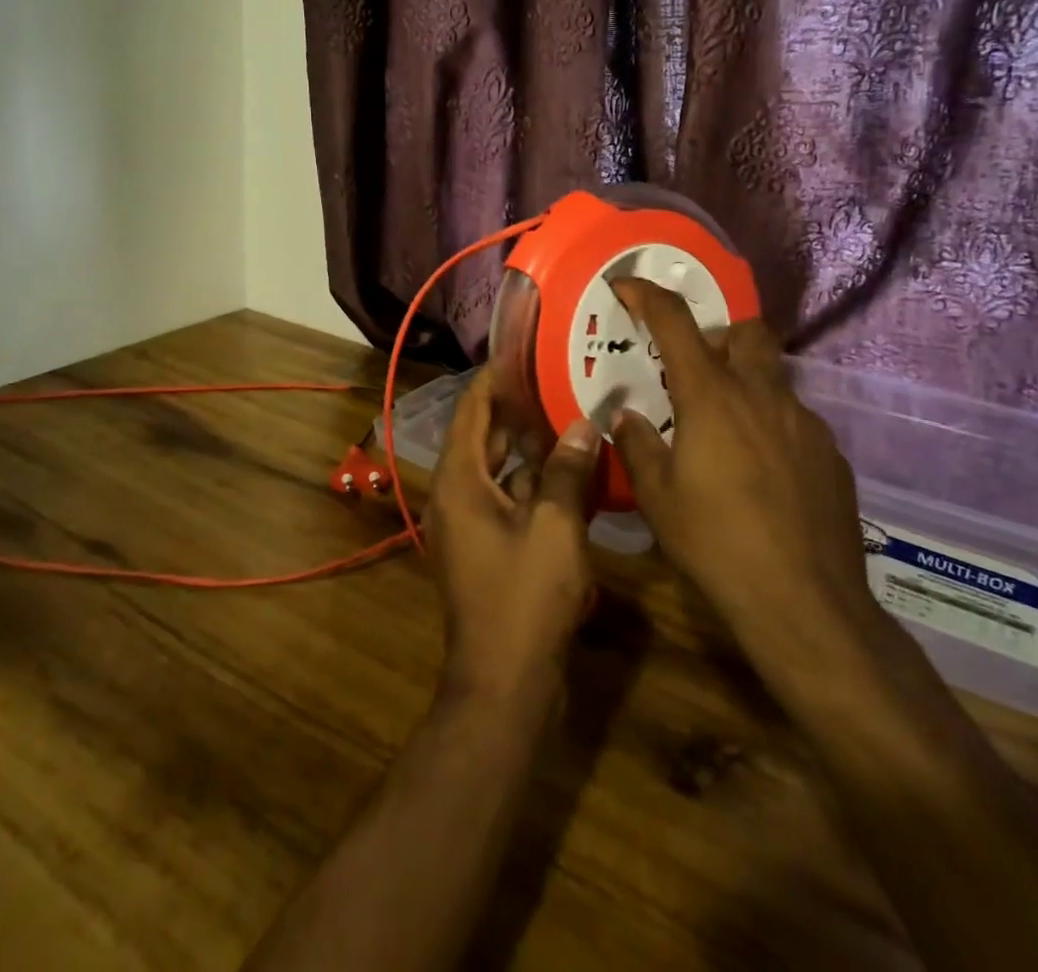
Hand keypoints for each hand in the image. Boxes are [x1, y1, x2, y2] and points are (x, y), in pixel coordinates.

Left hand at [426, 365, 600, 706]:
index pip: (470, 412)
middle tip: (556, 380)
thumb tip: (582, 425)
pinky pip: (506, 500)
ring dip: (528, 448)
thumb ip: (567, 471)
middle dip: (516, 411)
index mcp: (459, 481)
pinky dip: (531, 484)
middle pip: (483, 438)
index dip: (493, 380)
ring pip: (497, 470)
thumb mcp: (556, 528)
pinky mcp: (485, 549)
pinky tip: (568, 473)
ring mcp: (469, 525)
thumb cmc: (525, 598)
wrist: (505, 684)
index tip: (521, 353)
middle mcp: (456, 496)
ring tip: (568, 417)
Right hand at [608, 279, 878, 646]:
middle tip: (693, 370)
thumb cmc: (717, 543)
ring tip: (724, 433)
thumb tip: (628, 417)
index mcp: (712, 397)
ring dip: (745, 385)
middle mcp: (763, 395)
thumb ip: (638, 446)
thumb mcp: (658, 497)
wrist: (805, 602)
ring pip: (773, 378)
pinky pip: (795, 420)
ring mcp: (805, 423)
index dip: (647, 295)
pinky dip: (771, 426)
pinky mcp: (832, 454)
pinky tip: (761, 474)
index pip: (675, 323)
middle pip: (747, 331)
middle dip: (718, 334)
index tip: (626, 286)